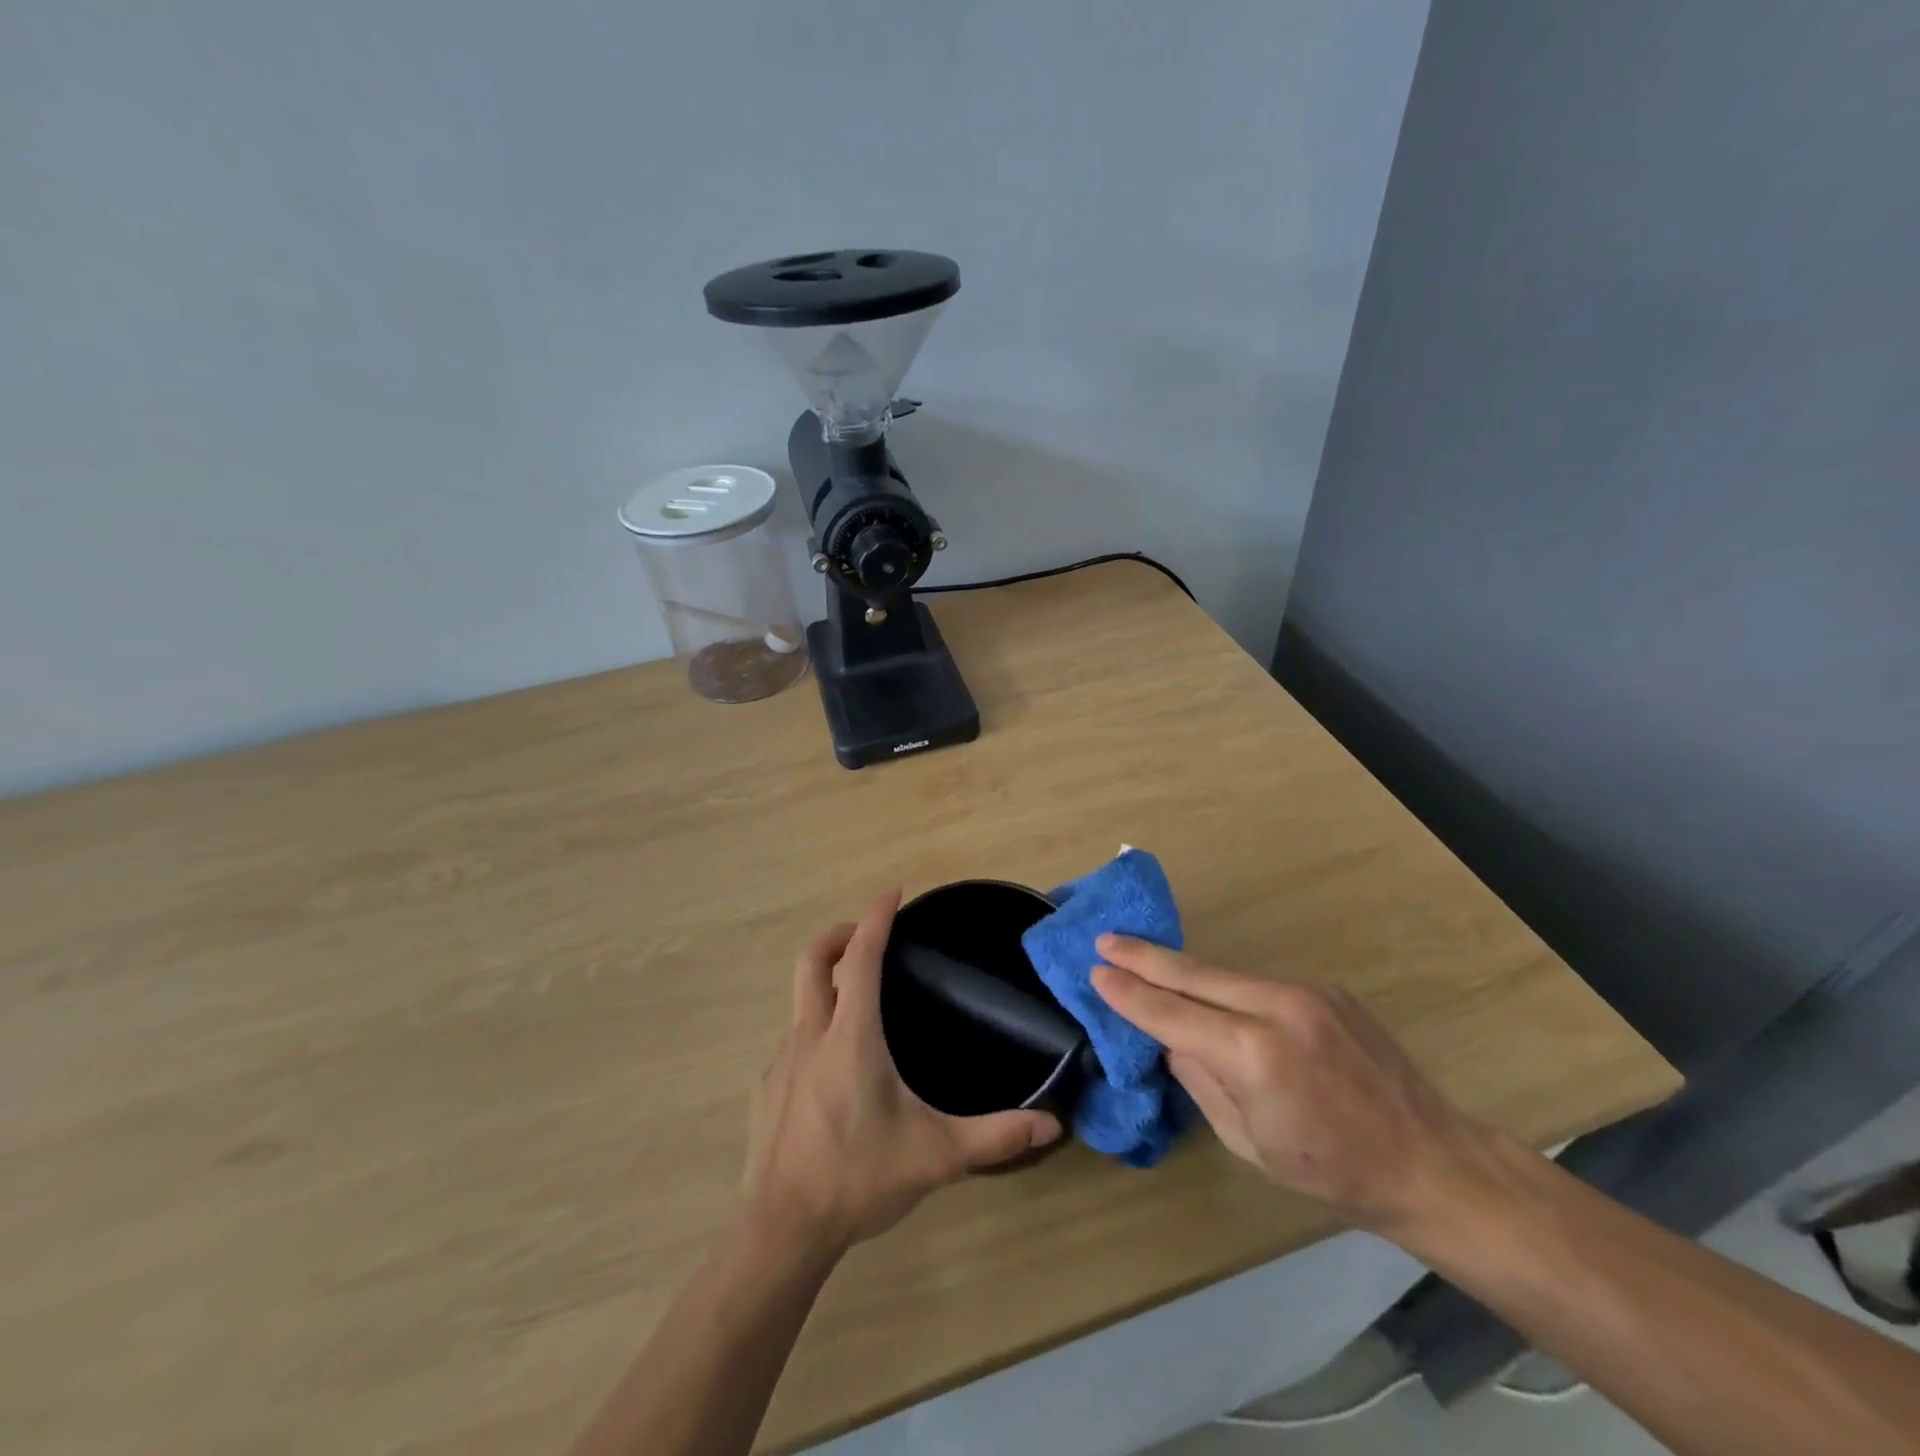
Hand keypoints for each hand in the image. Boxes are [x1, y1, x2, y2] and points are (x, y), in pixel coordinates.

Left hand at [743, 891, 1062, 1251]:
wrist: (782, 1230)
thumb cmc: (859, 1178)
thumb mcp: (936, 1155)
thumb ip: (996, 1136)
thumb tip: (1051, 1125)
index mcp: (851, 1035)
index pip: (861, 957)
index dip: (876, 918)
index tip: (892, 892)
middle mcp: (811, 1034)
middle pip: (813, 959)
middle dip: (840, 933)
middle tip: (868, 933)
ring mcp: (782, 1059)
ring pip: (799, 997)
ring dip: (826, 980)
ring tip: (859, 1000)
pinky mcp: (767, 1086)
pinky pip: (793, 1036)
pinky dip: (815, 1025)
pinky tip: (835, 1065)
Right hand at [1091, 936, 1490, 1231]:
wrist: (1431, 1161)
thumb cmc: (1332, 1172)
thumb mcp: (1248, 1143)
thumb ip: (1201, 1081)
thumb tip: (1172, 1040)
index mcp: (1254, 1054)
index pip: (1172, 1014)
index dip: (1130, 993)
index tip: (1096, 971)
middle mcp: (1277, 1007)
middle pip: (1193, 974)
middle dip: (1145, 957)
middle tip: (1106, 939)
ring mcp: (1305, 991)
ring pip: (1225, 974)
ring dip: (1183, 971)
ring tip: (1144, 960)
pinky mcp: (1324, 988)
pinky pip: (1257, 983)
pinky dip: (1225, 987)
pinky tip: (1210, 994)